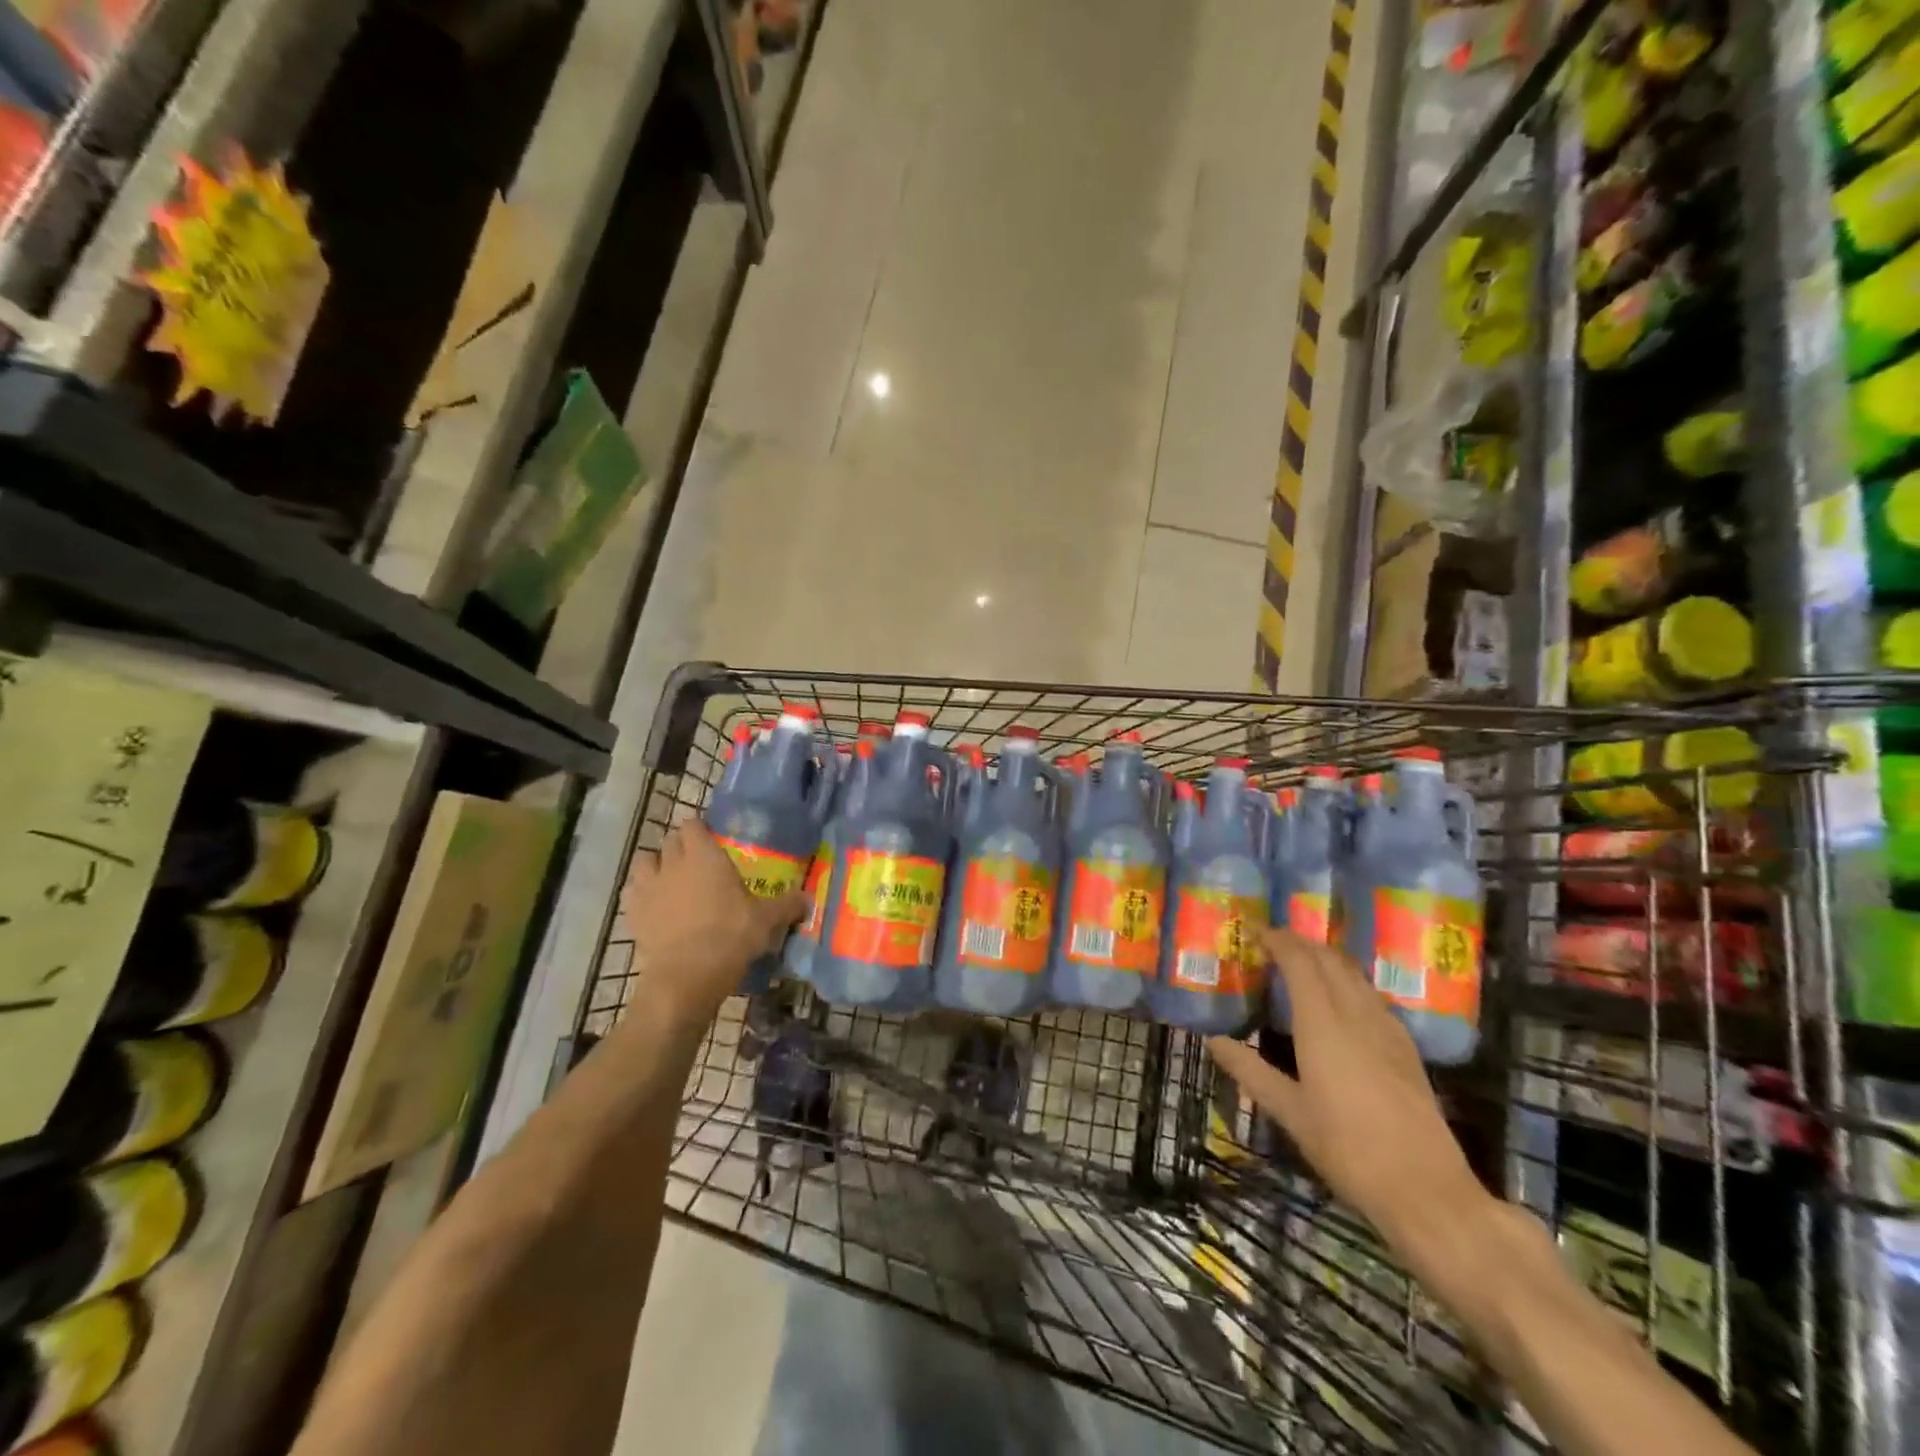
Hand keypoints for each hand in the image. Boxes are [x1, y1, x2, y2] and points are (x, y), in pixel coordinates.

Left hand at [619, 821, 807, 1028]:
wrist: (686, 977)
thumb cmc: (730, 937)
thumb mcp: (766, 920)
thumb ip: (787, 905)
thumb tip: (808, 900)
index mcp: (704, 855)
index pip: (693, 824)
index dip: (701, 829)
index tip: (713, 840)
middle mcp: (673, 863)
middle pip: (670, 840)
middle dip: (682, 846)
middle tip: (699, 862)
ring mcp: (648, 887)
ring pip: (645, 862)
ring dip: (656, 865)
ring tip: (671, 880)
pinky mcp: (632, 913)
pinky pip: (633, 891)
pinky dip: (641, 893)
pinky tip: (655, 905)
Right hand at [1207, 928, 1489, 1265]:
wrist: (1426, 1190)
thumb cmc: (1347, 1149)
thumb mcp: (1290, 1112)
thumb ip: (1250, 1071)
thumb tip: (1213, 1041)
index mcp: (1323, 1024)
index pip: (1300, 961)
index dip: (1277, 940)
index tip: (1254, 932)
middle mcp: (1356, 1014)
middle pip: (1329, 959)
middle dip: (1300, 943)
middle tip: (1272, 944)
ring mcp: (1387, 1029)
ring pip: (1354, 974)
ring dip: (1325, 958)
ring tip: (1301, 965)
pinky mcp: (1405, 1047)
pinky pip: (1370, 995)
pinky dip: (1347, 981)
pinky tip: (1339, 1002)